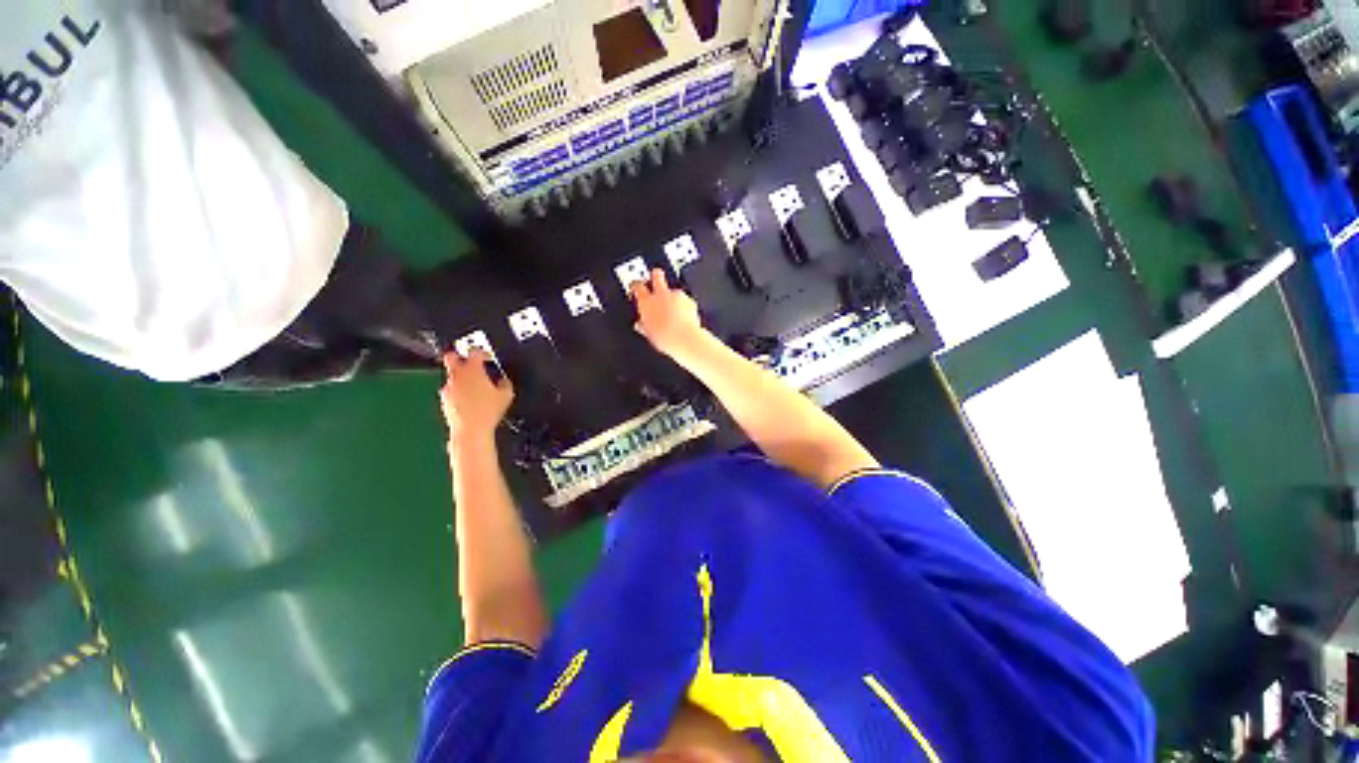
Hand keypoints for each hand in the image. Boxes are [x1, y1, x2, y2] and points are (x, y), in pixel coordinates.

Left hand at [441, 350, 513, 443]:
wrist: (470, 430)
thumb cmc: (488, 412)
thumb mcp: (507, 395)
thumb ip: (505, 383)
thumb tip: (503, 381)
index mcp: (472, 370)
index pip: (475, 351)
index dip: (482, 351)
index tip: (487, 357)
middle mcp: (457, 376)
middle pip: (451, 356)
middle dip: (460, 356)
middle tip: (470, 362)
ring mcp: (448, 387)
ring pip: (451, 375)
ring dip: (461, 377)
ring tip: (475, 387)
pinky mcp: (444, 400)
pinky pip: (451, 390)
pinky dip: (458, 391)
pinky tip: (469, 400)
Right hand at [632, 269, 707, 359]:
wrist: (685, 340)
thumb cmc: (666, 338)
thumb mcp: (648, 334)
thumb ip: (643, 325)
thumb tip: (641, 325)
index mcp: (646, 302)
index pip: (637, 285)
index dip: (636, 285)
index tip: (636, 288)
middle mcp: (661, 295)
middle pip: (656, 274)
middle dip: (655, 276)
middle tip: (654, 280)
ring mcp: (677, 296)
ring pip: (673, 290)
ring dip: (672, 297)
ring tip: (672, 311)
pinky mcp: (690, 301)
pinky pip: (685, 300)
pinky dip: (683, 306)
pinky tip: (683, 317)